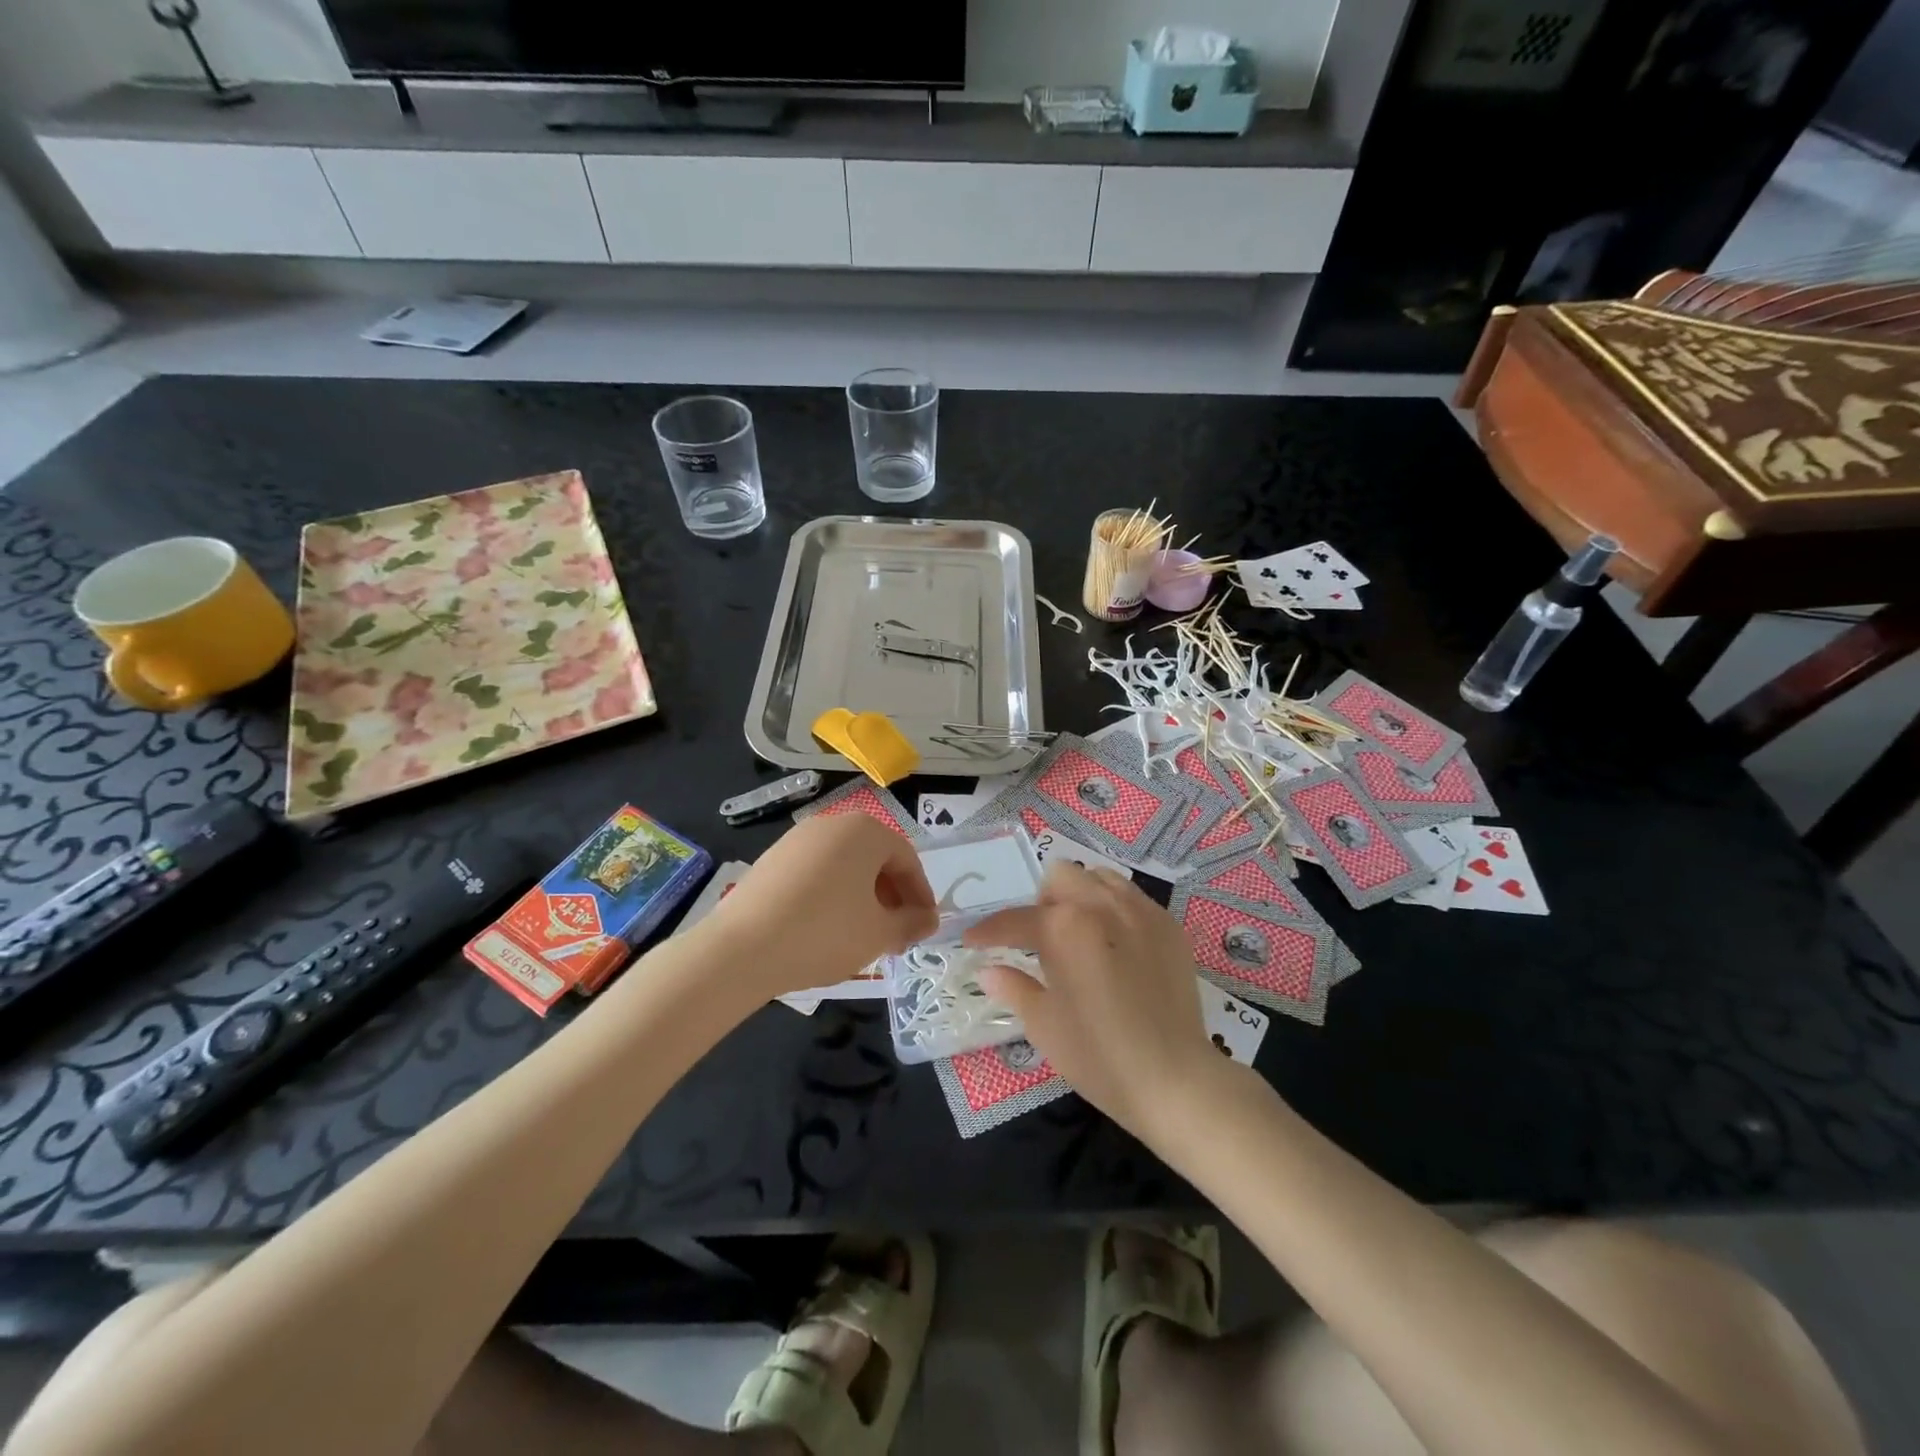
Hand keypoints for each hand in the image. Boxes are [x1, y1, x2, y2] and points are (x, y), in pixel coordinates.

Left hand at [702, 814, 936, 1000]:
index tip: (923, 926)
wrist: (741, 949)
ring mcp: (798, 838)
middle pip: (876, 859)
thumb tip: (928, 920)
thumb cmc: (824, 933)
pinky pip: (817, 872)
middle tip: (896, 935)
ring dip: (863, 897)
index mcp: (865, 831)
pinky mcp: (772, 858)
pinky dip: (832, 895)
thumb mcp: (879, 933)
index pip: (907, 860)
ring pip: (846, 866)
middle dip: (892, 897)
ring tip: (863, 935)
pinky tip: (826, 928)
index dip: (921, 895)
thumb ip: (911, 923)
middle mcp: (833, 823)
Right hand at [964, 863, 1226, 1142]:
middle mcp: (1102, 905)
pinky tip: (1114, 947)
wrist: (1175, 1079)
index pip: (1015, 919)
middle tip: (1039, 941)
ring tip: (1078, 936)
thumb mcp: (1044, 1025)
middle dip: (1040, 903)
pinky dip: (1113, 910)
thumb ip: (1013, 987)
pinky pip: (1132, 898)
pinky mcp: (1169, 926)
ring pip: (1099, 879)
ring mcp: (1141, 912)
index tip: (974, 941)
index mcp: (1065, 927)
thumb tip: (989, 970)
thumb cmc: (1099, 1056)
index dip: (988, 931)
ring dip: (1079, 897)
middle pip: (1060, 877)